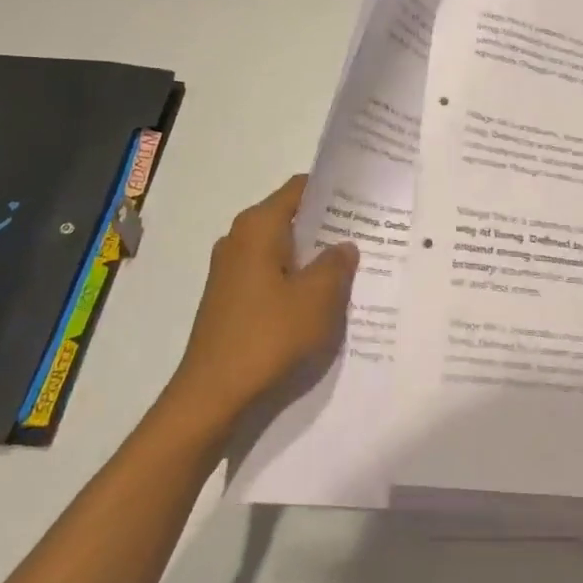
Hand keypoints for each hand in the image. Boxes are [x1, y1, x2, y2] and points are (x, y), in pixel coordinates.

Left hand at [162, 175, 358, 442]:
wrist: (213, 394)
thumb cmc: (269, 335)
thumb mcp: (318, 297)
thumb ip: (337, 263)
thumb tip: (344, 245)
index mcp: (257, 227)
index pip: (300, 188)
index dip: (333, 190)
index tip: (365, 199)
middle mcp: (239, 239)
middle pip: (291, 218)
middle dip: (328, 226)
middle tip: (369, 234)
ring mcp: (230, 270)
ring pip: (283, 250)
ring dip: (314, 257)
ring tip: (353, 267)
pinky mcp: (230, 298)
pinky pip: (272, 275)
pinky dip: (296, 279)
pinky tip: (322, 299)